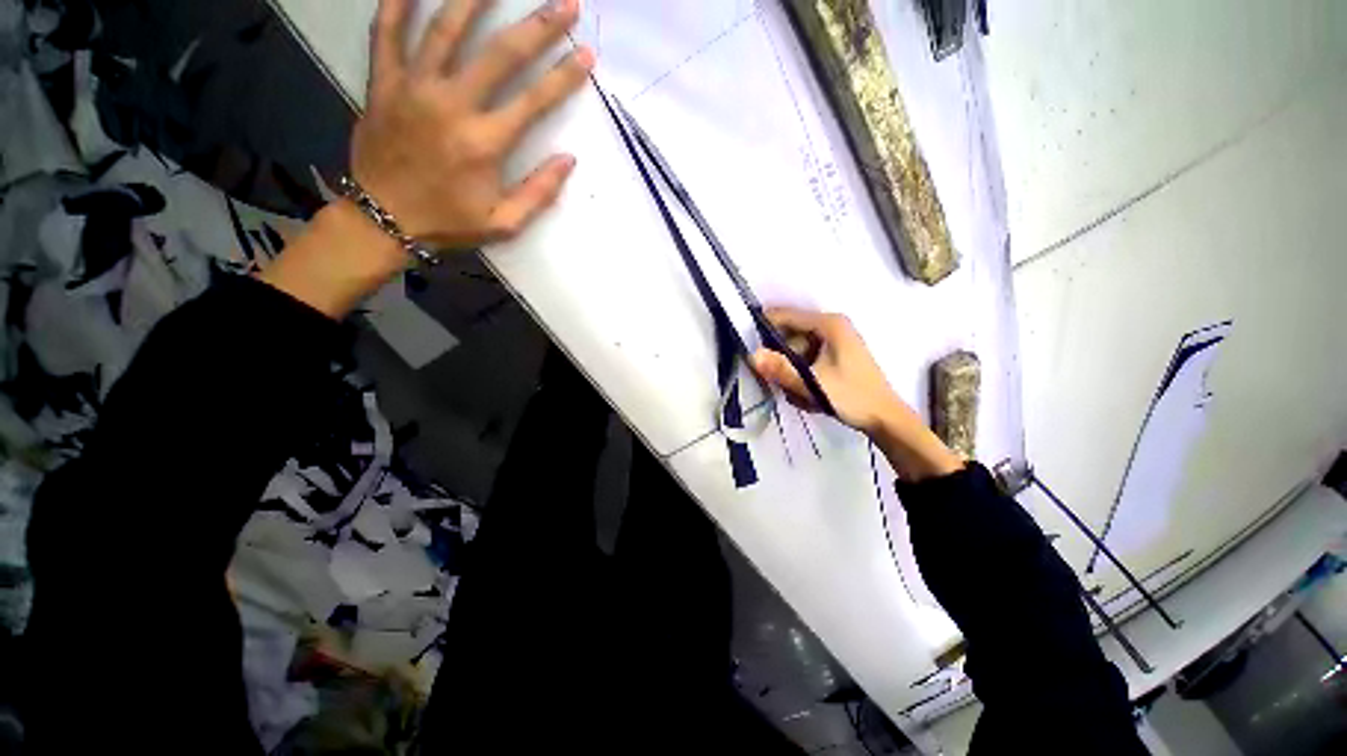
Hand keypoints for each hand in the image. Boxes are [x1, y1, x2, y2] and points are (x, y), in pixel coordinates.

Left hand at [261, 0, 590, 319]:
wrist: (383, 220)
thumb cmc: (448, 222)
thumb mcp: (503, 223)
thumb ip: (539, 193)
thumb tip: (568, 160)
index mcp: (485, 144)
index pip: (534, 101)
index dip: (564, 76)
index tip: (586, 56)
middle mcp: (452, 106)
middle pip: (500, 54)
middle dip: (538, 26)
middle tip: (565, 4)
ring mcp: (413, 88)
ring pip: (445, 28)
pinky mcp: (383, 82)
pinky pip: (387, 31)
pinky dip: (399, 2)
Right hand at [750, 307, 961, 480]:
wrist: (885, 420)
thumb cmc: (852, 397)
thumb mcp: (813, 384)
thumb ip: (781, 369)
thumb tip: (752, 355)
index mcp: (828, 324)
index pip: (785, 316)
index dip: (764, 329)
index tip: (749, 350)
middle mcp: (831, 326)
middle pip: (789, 335)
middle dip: (780, 359)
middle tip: (777, 382)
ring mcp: (834, 341)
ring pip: (796, 350)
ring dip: (791, 372)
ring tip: (798, 394)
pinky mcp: (835, 355)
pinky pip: (806, 360)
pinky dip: (802, 376)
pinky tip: (808, 394)